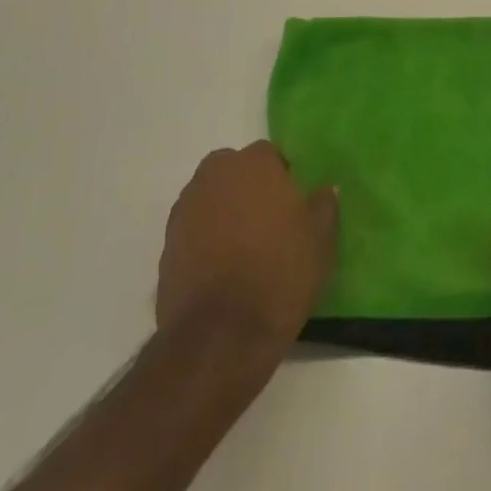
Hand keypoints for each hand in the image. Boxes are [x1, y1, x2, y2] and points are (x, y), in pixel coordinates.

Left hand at [156, 142, 337, 364]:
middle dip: (247, 188)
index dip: (282, 177)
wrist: (221, 335)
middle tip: (268, 222)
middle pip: (233, 171)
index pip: (269, 155)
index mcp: (254, 165)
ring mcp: (185, 210)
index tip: (293, 204)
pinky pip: (193, 231)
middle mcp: (214, 176)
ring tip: (244, 249)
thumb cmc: (280, 273)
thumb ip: (323, 207)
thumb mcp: (321, 240)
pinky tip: (222, 270)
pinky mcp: (166, 246)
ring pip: (210, 199)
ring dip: (224, 213)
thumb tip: (324, 191)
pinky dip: (205, 241)